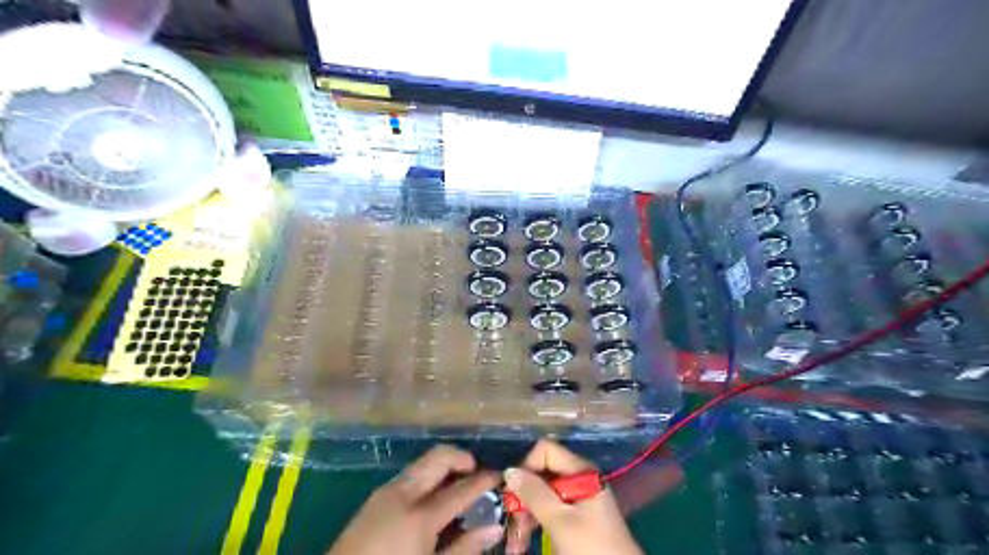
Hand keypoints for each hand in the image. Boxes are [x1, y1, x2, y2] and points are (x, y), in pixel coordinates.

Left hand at [327, 444, 504, 554]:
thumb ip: (464, 549)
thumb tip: (494, 528)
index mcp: (420, 515)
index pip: (462, 487)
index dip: (485, 479)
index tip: (500, 475)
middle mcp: (403, 493)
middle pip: (439, 457)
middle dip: (462, 457)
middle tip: (477, 473)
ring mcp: (386, 492)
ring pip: (423, 463)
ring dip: (444, 466)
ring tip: (457, 485)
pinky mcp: (375, 497)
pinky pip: (409, 475)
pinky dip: (428, 476)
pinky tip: (432, 498)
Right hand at [503, 442, 640, 554]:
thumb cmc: (591, 547)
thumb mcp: (560, 521)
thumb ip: (535, 494)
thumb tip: (509, 471)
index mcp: (580, 470)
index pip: (545, 451)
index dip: (527, 467)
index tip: (515, 494)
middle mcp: (579, 477)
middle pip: (542, 472)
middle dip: (523, 495)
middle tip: (511, 520)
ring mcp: (578, 495)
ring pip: (542, 491)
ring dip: (526, 512)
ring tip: (516, 539)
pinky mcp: (576, 513)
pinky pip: (550, 507)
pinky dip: (536, 519)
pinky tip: (525, 538)